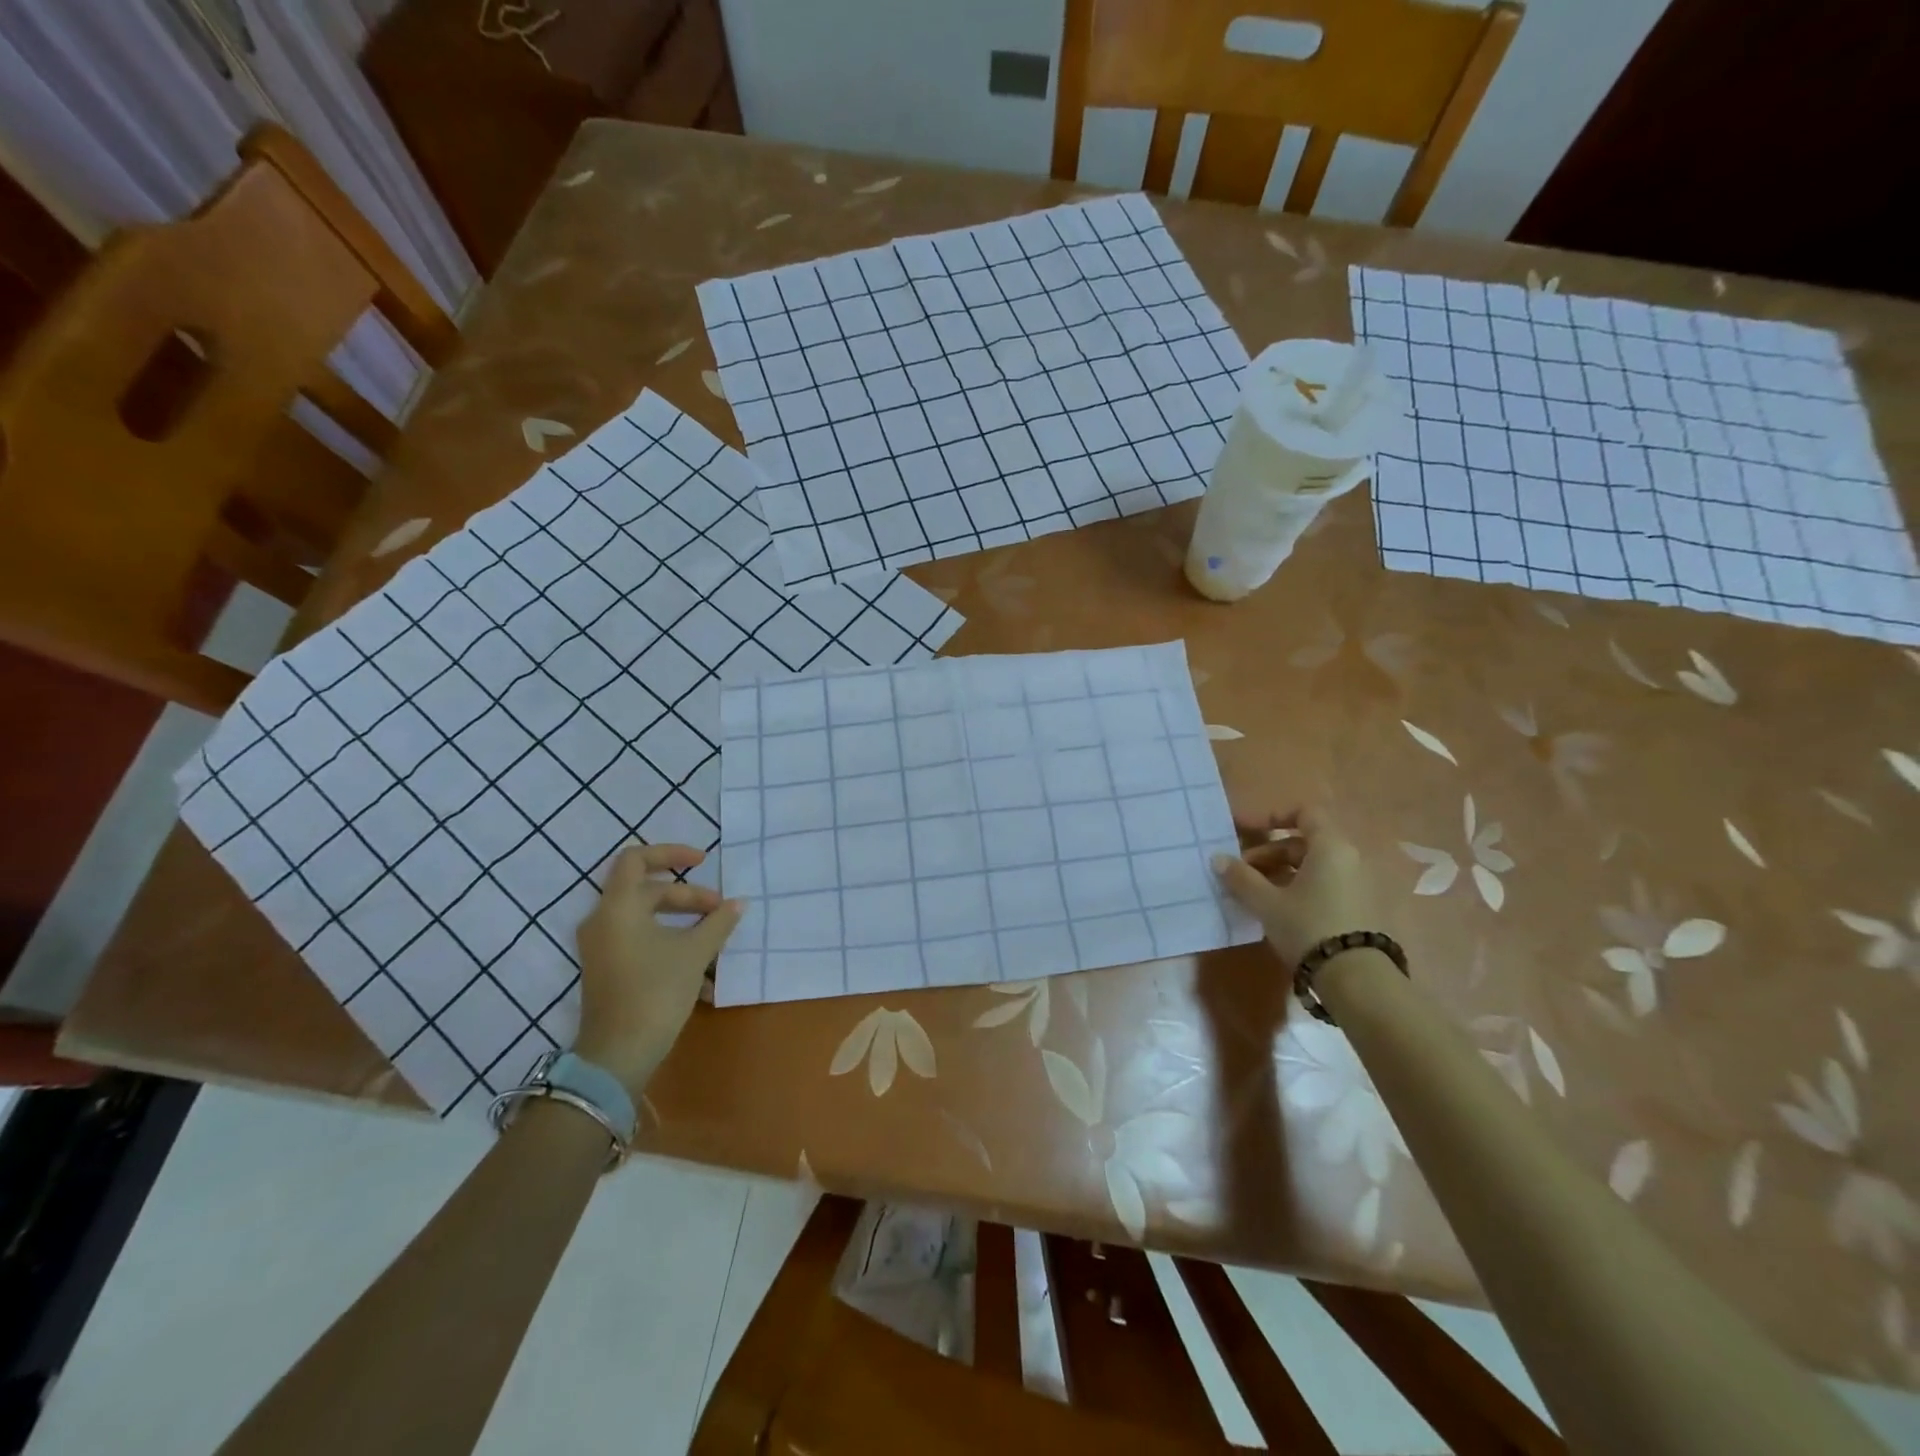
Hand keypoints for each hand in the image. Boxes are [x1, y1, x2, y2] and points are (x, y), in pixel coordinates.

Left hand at [572, 843, 743, 1098]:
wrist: (617, 1055)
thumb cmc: (655, 991)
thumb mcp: (695, 953)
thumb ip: (718, 922)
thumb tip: (737, 904)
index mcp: (618, 907)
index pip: (637, 858)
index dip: (671, 853)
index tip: (703, 862)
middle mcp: (603, 921)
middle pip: (648, 891)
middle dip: (688, 897)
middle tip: (720, 911)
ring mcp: (603, 947)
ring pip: (646, 919)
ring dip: (682, 922)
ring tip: (714, 937)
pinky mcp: (608, 969)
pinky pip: (641, 941)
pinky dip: (669, 943)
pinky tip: (701, 970)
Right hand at [1212, 806, 1376, 965]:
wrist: (1357, 979)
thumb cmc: (1308, 927)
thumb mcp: (1267, 902)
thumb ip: (1241, 877)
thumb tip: (1218, 858)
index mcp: (1330, 847)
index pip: (1304, 813)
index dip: (1273, 816)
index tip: (1246, 830)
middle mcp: (1349, 859)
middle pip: (1304, 843)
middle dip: (1269, 853)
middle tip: (1242, 872)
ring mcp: (1358, 885)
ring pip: (1313, 867)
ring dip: (1281, 873)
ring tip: (1255, 894)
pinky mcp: (1360, 909)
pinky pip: (1324, 886)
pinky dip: (1299, 888)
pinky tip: (1278, 910)